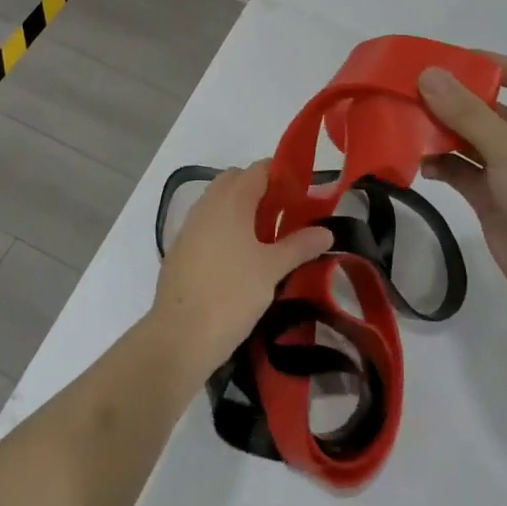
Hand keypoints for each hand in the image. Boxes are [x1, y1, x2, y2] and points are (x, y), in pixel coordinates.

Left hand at [151, 161, 332, 375]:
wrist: (179, 337)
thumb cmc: (232, 295)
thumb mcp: (273, 270)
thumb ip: (300, 245)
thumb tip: (327, 231)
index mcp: (231, 200)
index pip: (259, 169)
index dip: (282, 174)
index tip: (302, 193)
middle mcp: (207, 204)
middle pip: (236, 180)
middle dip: (260, 190)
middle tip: (283, 215)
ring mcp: (189, 226)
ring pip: (218, 202)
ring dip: (240, 209)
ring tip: (264, 239)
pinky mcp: (179, 249)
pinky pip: (206, 224)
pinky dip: (223, 228)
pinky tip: (238, 259)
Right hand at [418, 56, 506, 331]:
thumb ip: (466, 111)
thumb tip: (428, 73)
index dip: (491, 63)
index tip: (449, 63)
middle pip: (486, 104)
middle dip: (451, 98)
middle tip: (410, 91)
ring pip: (467, 137)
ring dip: (440, 131)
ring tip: (406, 124)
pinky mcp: (489, 195)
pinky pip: (459, 169)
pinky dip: (440, 164)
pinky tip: (419, 163)